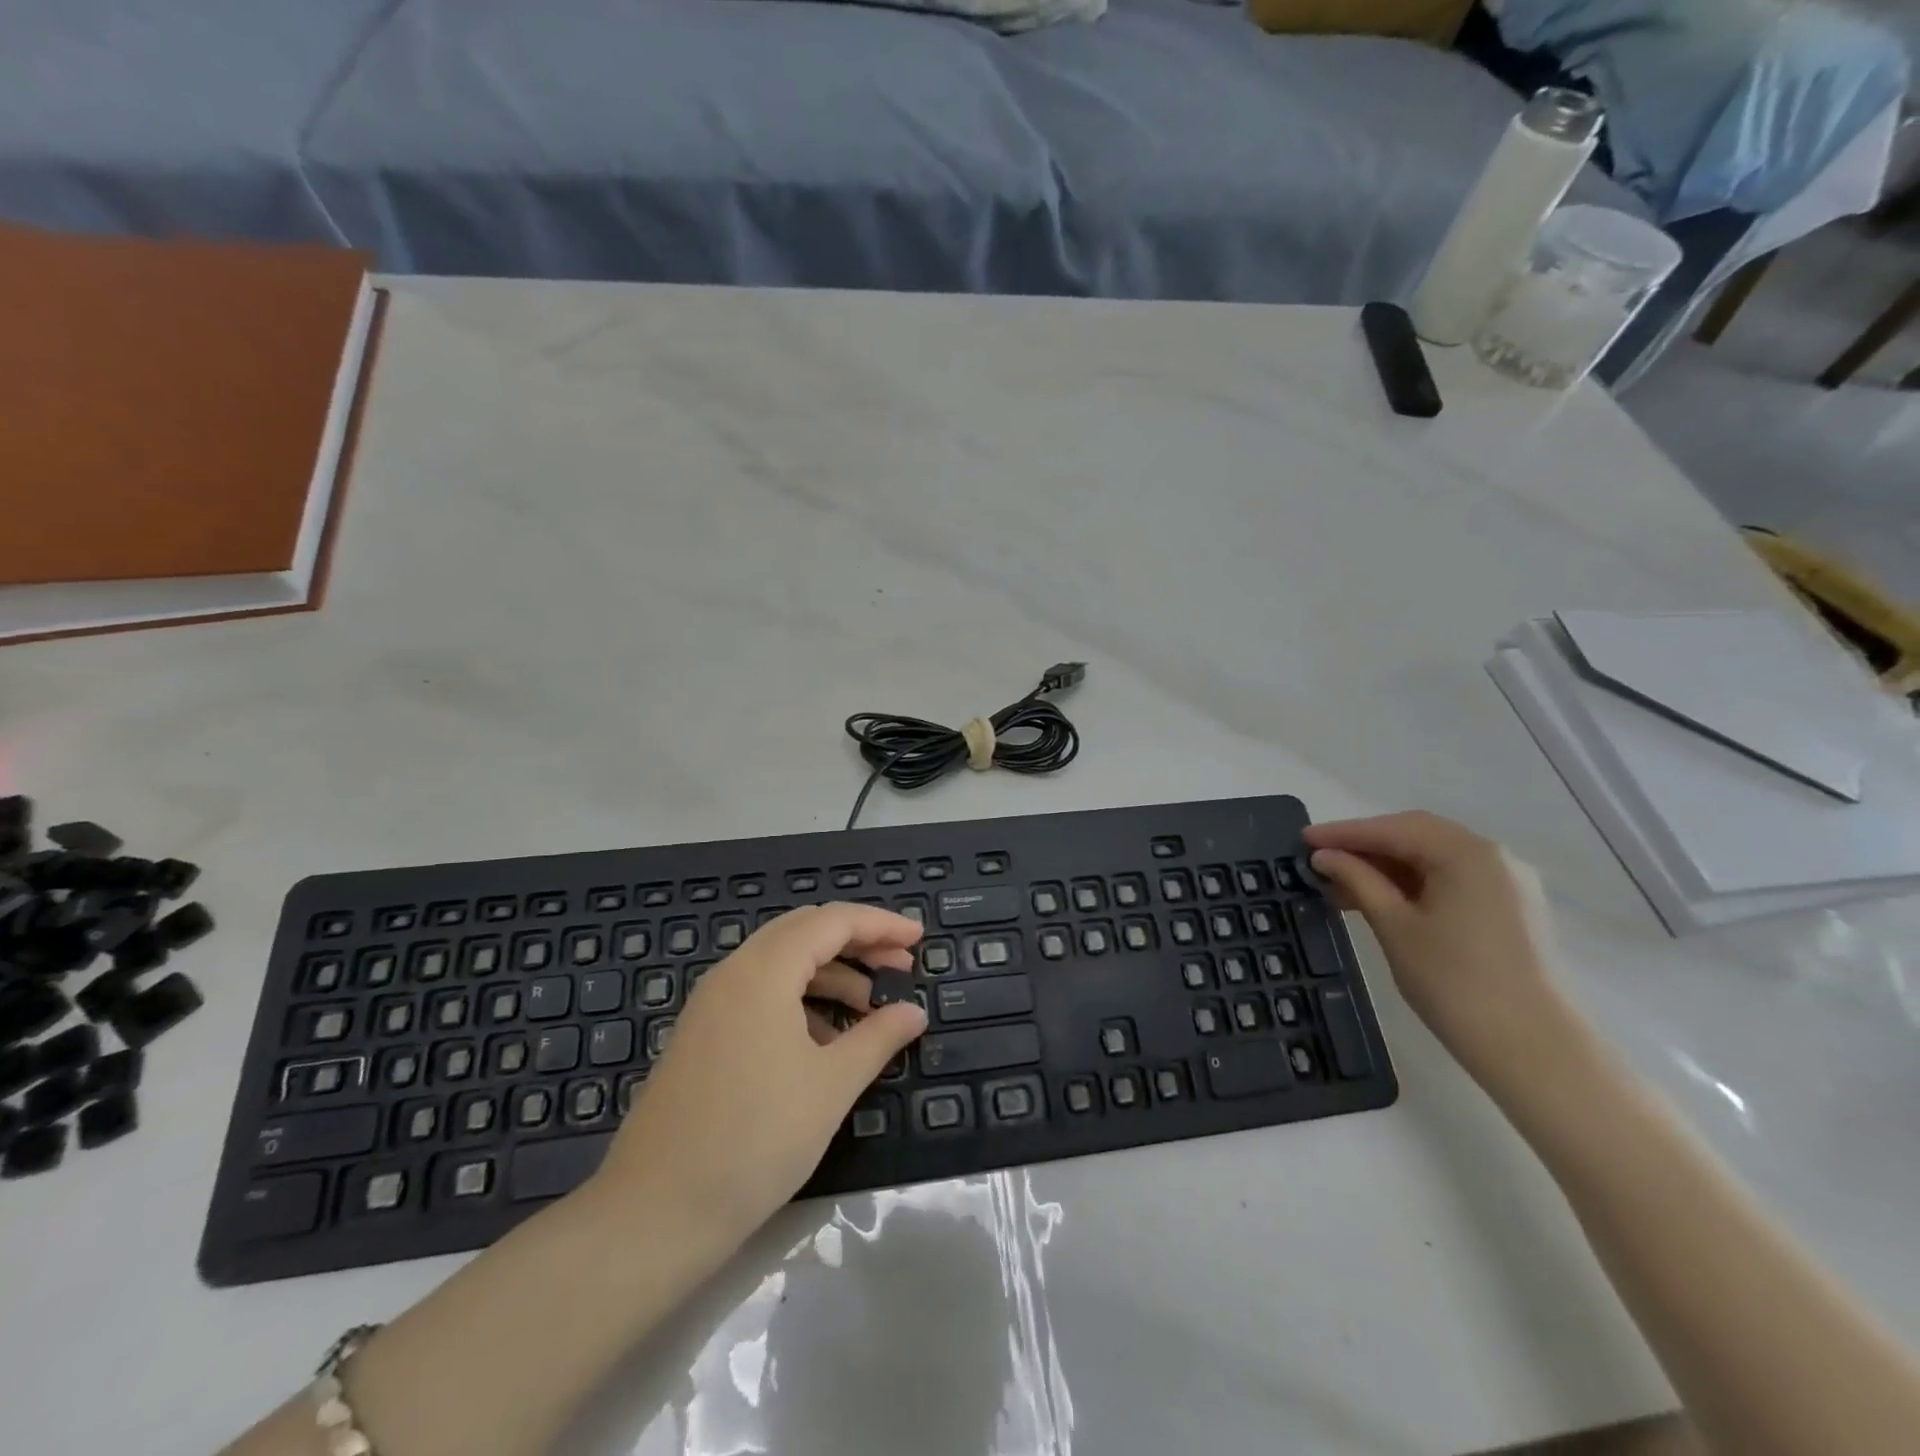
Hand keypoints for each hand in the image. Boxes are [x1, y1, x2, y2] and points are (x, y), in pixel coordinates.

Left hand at [595, 902, 928, 1243]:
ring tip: (870, 1008)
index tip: (919, 938)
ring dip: (830, 973)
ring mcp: (710, 1004)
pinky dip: (800, 1000)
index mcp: (764, 971)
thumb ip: (878, 1038)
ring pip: (781, 963)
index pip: (832, 922)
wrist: (655, 1214)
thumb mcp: (831, 1085)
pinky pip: (759, 994)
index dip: (881, 924)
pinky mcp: (701, 1035)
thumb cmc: (756, 1140)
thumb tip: (914, 1012)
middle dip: (857, 942)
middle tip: (900, 965)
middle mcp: (733, 973)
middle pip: (804, 932)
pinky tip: (824, 1041)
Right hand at [1303, 811, 1574, 1080]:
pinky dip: (1413, 884)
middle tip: (1320, 859)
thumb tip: (1324, 856)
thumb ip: (1358, 881)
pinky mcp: (1511, 910)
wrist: (1535, 1051)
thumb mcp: (1395, 926)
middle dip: (1365, 845)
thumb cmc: (1455, 983)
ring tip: (1341, 885)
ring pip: (1434, 859)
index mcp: (1467, 853)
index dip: (1344, 833)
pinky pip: (1452, 880)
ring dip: (1387, 867)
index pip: (1393, 829)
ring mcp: (1508, 883)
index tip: (1303, 839)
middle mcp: (1494, 857)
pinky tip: (1381, 901)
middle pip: (1417, 836)